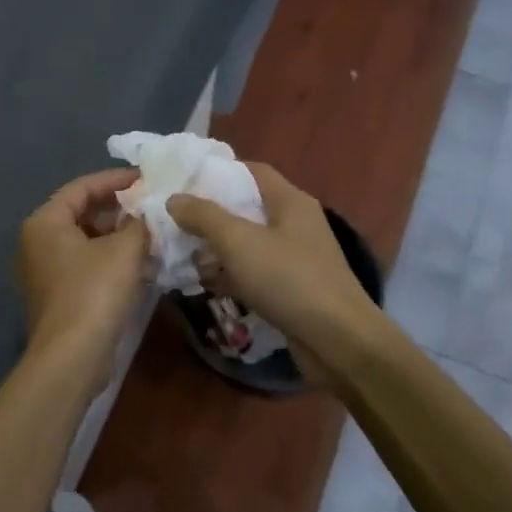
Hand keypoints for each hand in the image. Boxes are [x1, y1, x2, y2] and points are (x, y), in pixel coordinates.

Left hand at [16, 169, 148, 386]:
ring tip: (151, 232)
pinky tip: (138, 261)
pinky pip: (84, 263)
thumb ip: (139, 223)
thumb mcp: (125, 250)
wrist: (72, 356)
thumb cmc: (95, 292)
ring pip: (84, 239)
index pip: (82, 187)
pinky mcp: (55, 294)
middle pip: (81, 212)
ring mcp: (43, 270)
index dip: (116, 179)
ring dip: (116, 234)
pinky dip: (109, 257)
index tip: (147, 178)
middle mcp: (36, 241)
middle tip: (152, 205)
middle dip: (118, 208)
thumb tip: (149, 213)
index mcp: (45, 221)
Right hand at [169, 164, 383, 371]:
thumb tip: (174, 199)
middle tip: (174, 223)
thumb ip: (204, 217)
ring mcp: (295, 259)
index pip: (252, 171)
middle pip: (247, 209)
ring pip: (248, 244)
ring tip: (182, 257)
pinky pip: (254, 273)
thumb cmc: (288, 279)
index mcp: (290, 201)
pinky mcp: (291, 290)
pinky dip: (231, 276)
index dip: (218, 172)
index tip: (184, 182)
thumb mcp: (239, 242)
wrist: (337, 340)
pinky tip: (205, 285)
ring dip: (217, 250)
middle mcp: (295, 224)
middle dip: (210, 216)